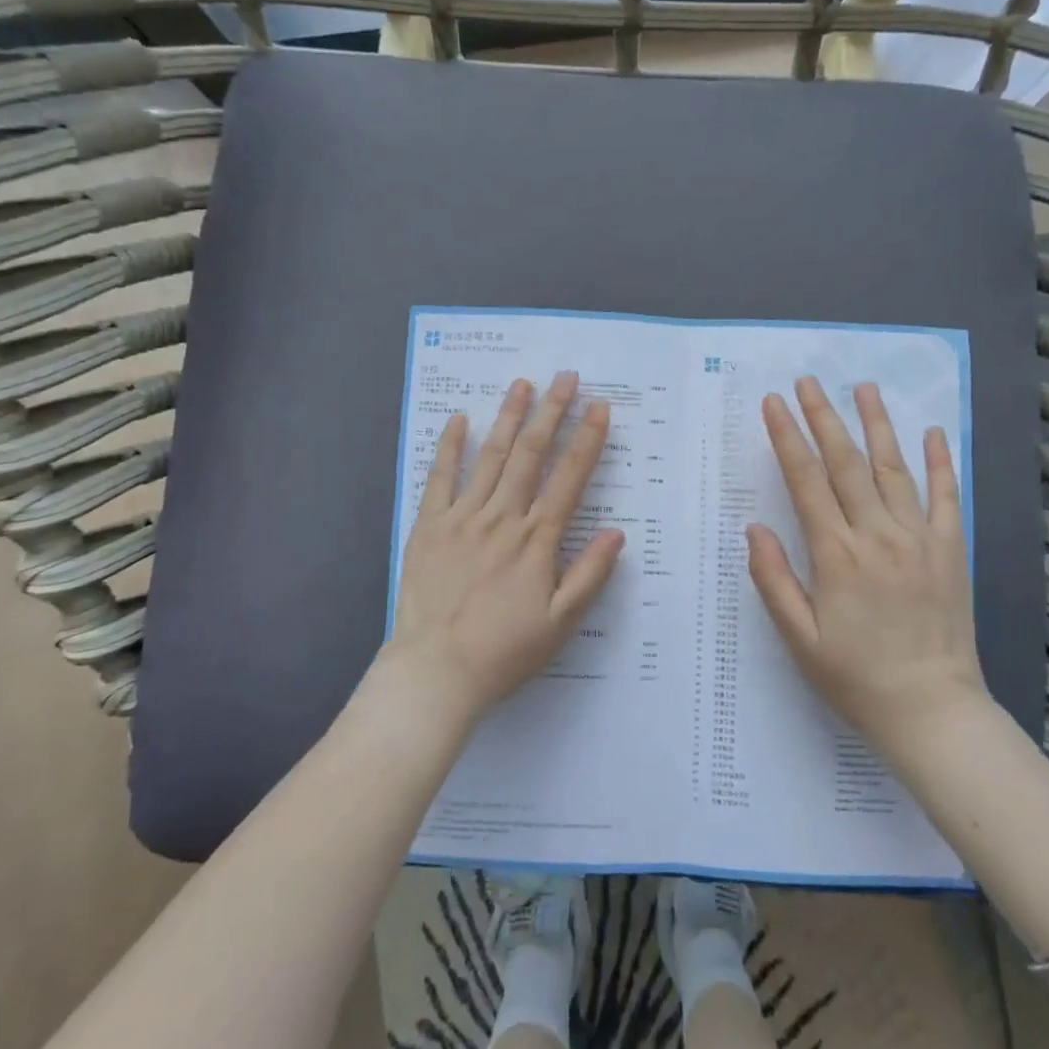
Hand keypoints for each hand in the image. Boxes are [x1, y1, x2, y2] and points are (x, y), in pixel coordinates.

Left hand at [386, 372, 625, 724]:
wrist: (436, 671)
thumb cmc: (504, 650)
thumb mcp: (560, 623)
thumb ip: (589, 575)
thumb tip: (618, 532)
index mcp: (537, 540)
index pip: (569, 478)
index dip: (587, 439)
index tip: (600, 407)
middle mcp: (503, 518)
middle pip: (532, 455)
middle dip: (552, 412)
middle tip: (565, 377)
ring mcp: (463, 518)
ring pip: (492, 457)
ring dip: (510, 417)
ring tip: (523, 384)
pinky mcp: (429, 525)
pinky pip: (440, 478)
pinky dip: (451, 446)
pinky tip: (460, 420)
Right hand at [747, 377, 984, 751]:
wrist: (932, 711)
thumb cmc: (855, 677)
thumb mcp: (799, 639)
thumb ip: (773, 579)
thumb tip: (754, 528)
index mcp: (836, 555)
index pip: (805, 480)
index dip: (787, 437)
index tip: (774, 403)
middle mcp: (877, 535)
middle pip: (845, 463)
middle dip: (823, 417)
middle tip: (808, 382)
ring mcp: (918, 539)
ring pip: (893, 468)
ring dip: (876, 425)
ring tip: (863, 387)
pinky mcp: (949, 551)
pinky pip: (945, 496)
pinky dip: (940, 462)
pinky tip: (933, 432)